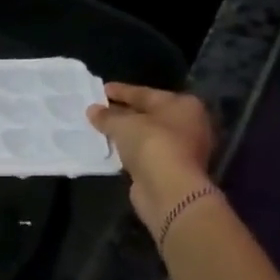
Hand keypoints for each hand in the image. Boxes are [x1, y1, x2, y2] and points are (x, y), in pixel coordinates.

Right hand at [88, 84, 215, 234]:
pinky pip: (145, 154)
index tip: (102, 89)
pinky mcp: (171, 170)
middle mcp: (188, 124)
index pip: (146, 93)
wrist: (168, 189)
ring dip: (126, 133)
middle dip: (124, 112)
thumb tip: (92, 110)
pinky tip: (111, 149)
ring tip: (101, 129)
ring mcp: (182, 149)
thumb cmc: (152, 144)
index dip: (122, 91)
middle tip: (99, 109)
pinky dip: (130, 151)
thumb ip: (107, 116)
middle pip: (149, 114)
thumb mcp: (124, 124)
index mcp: (183, 105)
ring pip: (147, 136)